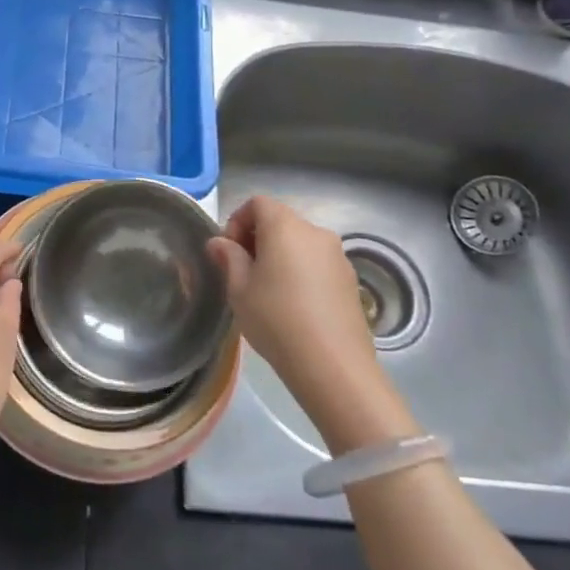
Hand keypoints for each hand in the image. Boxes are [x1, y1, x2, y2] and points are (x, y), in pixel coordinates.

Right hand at [206, 196, 418, 452]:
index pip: (258, 202)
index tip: (229, 252)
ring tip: (268, 292)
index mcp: (285, 226)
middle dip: (258, 239)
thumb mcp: (239, 290)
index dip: (238, 221)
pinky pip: (318, 263)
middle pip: (281, 220)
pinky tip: (294, 306)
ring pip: (300, 243)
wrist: (333, 366)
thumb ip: (228, 258)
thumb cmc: (276, 320)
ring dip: (281, 256)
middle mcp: (315, 232)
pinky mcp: (351, 280)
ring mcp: (338, 256)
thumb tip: (219, 242)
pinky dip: (302, 271)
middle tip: (243, 273)